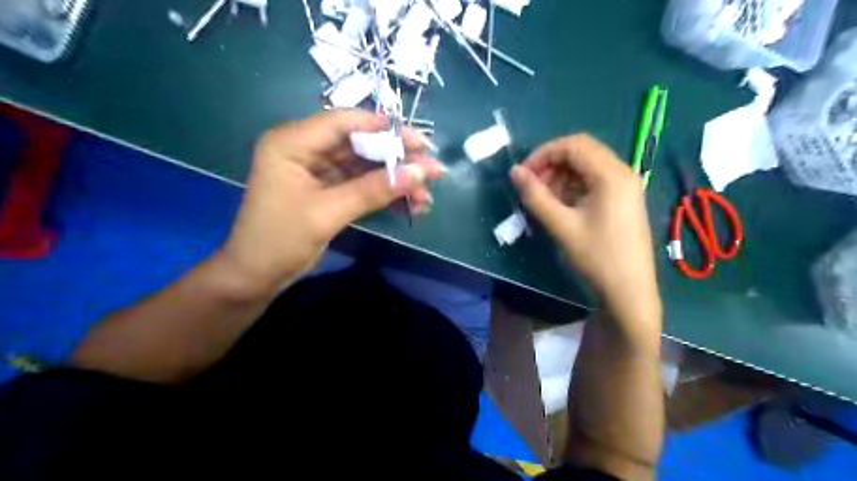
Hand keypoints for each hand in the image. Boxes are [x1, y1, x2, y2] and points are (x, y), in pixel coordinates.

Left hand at [218, 108, 445, 294]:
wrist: (256, 277)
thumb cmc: (280, 240)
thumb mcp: (328, 212)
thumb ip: (373, 190)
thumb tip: (420, 172)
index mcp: (293, 141)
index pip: (346, 123)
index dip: (387, 130)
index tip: (422, 144)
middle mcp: (306, 148)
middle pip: (361, 145)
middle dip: (397, 161)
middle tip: (432, 173)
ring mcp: (318, 170)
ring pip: (365, 167)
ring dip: (395, 181)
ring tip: (424, 198)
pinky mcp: (327, 190)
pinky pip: (361, 185)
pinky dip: (384, 194)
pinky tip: (409, 206)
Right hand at [512, 133, 657, 320]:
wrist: (629, 289)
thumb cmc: (596, 257)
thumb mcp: (561, 226)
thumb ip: (536, 196)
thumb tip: (514, 172)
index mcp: (611, 175)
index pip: (572, 145)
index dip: (543, 154)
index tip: (523, 173)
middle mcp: (622, 172)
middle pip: (581, 151)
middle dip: (551, 163)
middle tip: (531, 185)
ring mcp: (625, 185)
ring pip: (587, 165)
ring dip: (561, 175)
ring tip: (543, 198)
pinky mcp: (623, 198)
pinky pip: (594, 180)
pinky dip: (573, 185)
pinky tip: (561, 204)